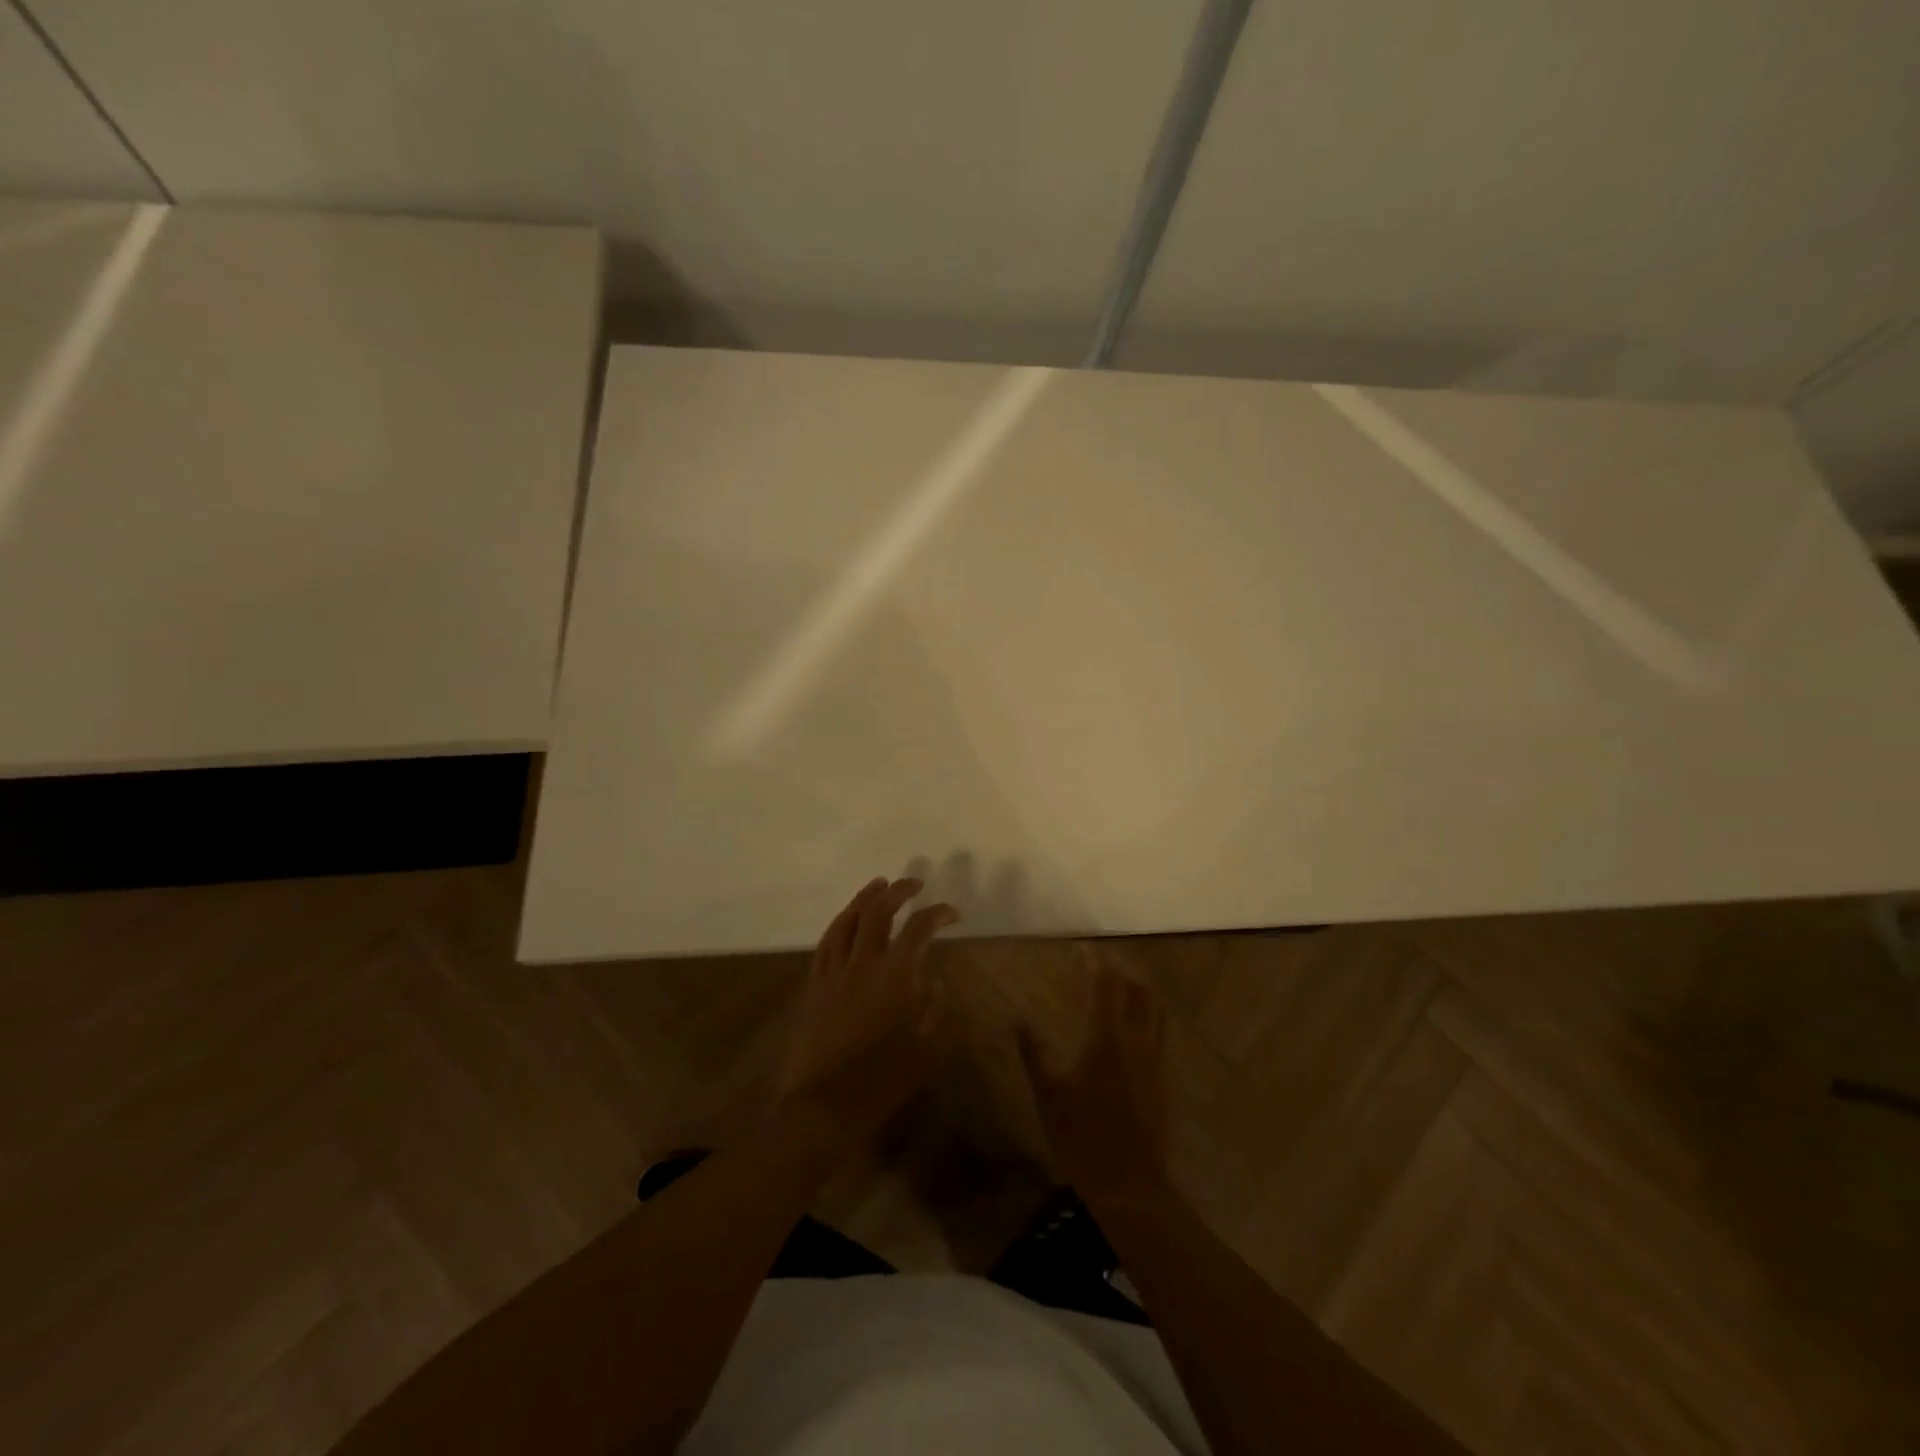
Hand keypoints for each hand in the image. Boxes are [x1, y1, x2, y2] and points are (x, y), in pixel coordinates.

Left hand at [771, 877, 959, 1148]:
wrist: (823, 1106)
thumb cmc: (881, 1082)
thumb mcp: (926, 1051)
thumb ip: (935, 1009)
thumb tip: (934, 979)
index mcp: (896, 978)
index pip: (919, 929)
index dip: (938, 913)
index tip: (952, 912)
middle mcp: (864, 964)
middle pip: (879, 911)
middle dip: (899, 891)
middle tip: (914, 883)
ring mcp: (834, 971)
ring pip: (848, 919)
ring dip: (866, 897)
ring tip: (880, 885)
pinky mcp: (814, 983)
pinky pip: (827, 941)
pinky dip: (841, 921)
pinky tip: (847, 919)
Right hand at [1020, 947, 1172, 1207]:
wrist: (1130, 1185)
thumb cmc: (1083, 1138)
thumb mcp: (1049, 1096)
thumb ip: (1034, 1054)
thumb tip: (1018, 1021)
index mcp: (1108, 1039)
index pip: (1107, 986)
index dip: (1096, 964)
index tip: (1083, 949)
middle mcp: (1137, 1041)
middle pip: (1138, 991)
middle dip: (1122, 971)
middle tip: (1101, 964)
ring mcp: (1155, 1059)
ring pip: (1155, 1010)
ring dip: (1139, 990)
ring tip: (1120, 984)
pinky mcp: (1163, 1078)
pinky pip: (1160, 1032)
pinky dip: (1148, 1015)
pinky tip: (1132, 1024)